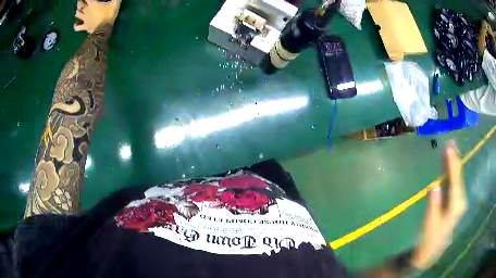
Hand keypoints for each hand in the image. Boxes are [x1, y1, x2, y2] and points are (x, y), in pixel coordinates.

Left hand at [74, 0, 121, 33]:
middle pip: (80, 4)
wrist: (103, 30)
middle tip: (80, 0)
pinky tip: (76, 24)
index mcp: (92, 4)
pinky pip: (77, 27)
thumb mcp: (115, 4)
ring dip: (78, 11)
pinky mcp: (84, 27)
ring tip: (78, 9)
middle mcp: (86, 10)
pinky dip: (76, 25)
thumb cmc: (108, 15)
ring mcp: (84, 19)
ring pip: (77, 14)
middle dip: (80, 2)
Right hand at [411, 141, 467, 268]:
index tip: (448, 147)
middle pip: (458, 177)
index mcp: (456, 206)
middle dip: (455, 160)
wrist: (430, 250)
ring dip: (453, 165)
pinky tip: (448, 166)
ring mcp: (458, 202)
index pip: (455, 180)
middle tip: (450, 143)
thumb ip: (433, 206)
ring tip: (449, 150)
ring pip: (457, 179)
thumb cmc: (429, 238)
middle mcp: (460, 201)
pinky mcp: (454, 202)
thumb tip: (434, 187)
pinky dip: (451, 173)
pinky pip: (454, 183)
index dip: (452, 164)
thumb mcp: (430, 224)